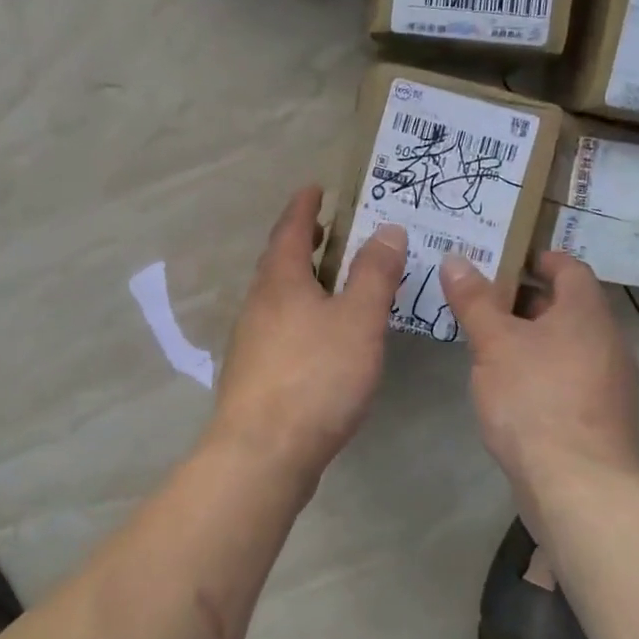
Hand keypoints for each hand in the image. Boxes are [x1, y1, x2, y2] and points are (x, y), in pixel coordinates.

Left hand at [206, 186, 407, 483]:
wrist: (263, 451)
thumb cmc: (316, 376)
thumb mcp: (358, 320)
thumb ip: (374, 274)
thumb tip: (387, 228)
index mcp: (280, 281)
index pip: (290, 229)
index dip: (304, 206)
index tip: (315, 187)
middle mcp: (258, 303)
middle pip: (278, 261)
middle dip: (302, 241)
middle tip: (328, 231)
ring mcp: (251, 340)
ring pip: (277, 296)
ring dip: (301, 279)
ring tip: (330, 280)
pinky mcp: (254, 373)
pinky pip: (279, 326)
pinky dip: (300, 313)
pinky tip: (319, 335)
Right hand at [440, 250, 638, 511]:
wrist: (578, 484)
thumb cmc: (534, 398)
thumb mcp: (494, 342)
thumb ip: (474, 300)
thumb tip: (455, 259)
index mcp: (586, 313)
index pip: (569, 267)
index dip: (537, 258)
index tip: (502, 258)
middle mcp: (607, 340)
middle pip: (566, 305)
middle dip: (523, 298)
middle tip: (479, 297)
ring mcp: (608, 381)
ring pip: (565, 342)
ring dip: (529, 335)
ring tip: (485, 338)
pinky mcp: (600, 415)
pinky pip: (568, 373)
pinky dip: (540, 366)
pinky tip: (507, 383)